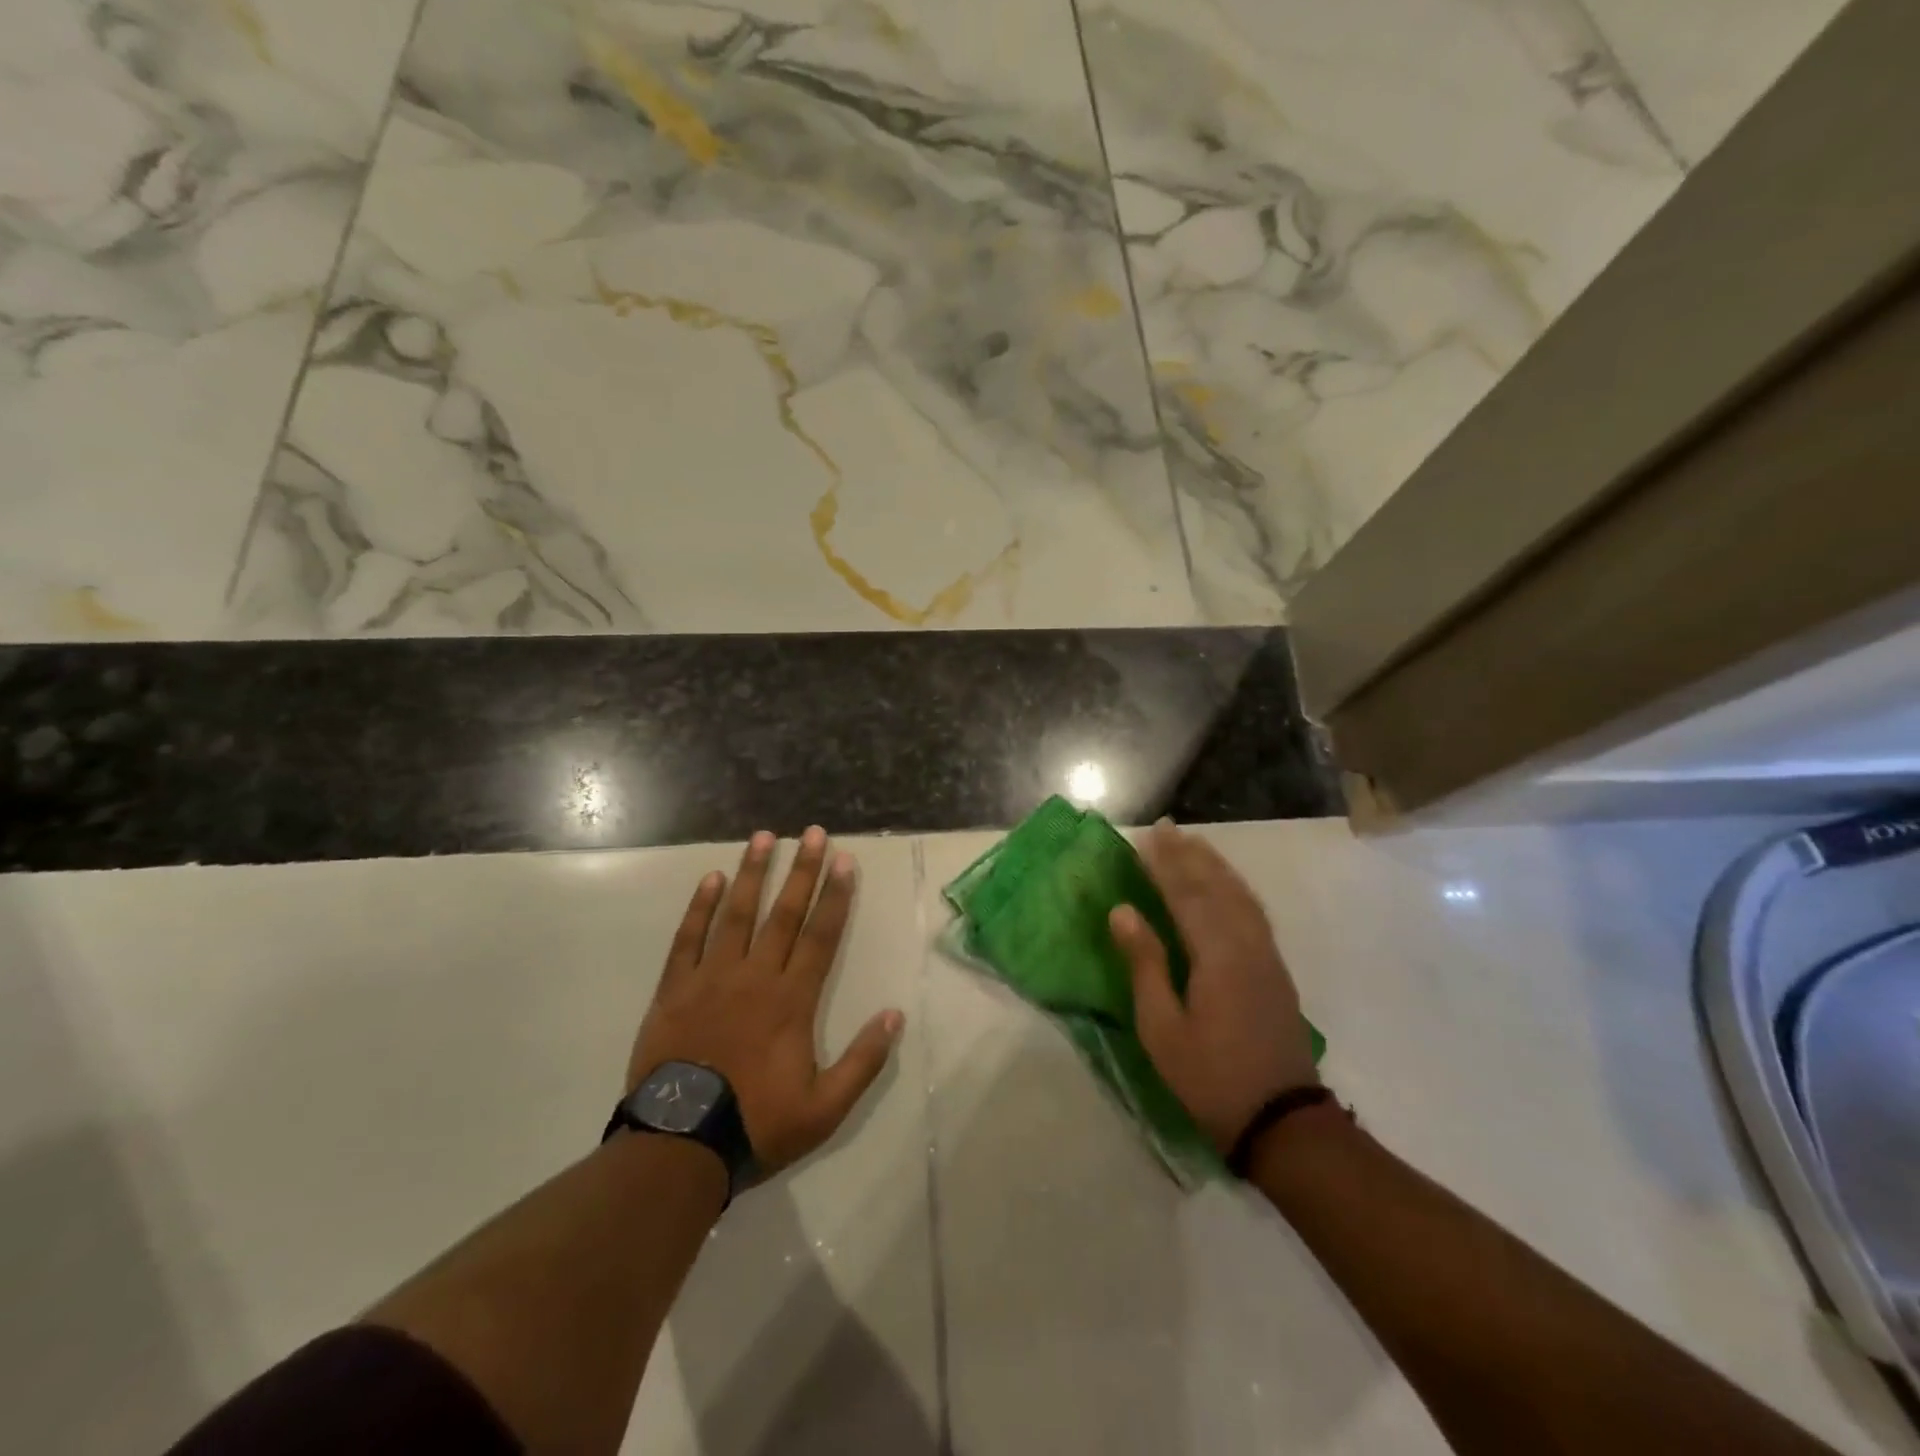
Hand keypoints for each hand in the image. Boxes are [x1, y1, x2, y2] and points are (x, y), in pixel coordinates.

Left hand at [628, 827, 904, 1174]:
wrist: (679, 1146)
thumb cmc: (756, 1124)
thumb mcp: (825, 1108)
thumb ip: (863, 1061)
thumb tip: (894, 1016)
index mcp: (792, 1000)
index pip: (821, 935)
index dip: (836, 896)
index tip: (845, 860)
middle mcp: (756, 976)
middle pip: (784, 913)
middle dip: (802, 870)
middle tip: (813, 833)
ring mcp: (711, 978)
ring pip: (737, 914)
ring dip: (753, 873)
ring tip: (763, 838)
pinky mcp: (675, 989)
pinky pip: (688, 939)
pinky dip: (700, 907)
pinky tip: (712, 879)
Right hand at [1109, 820, 1318, 1154]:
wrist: (1283, 1121)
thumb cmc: (1210, 1077)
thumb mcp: (1162, 1027)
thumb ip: (1145, 963)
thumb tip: (1121, 910)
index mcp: (1215, 955)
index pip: (1185, 895)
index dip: (1164, 864)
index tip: (1146, 837)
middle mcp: (1245, 944)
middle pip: (1215, 887)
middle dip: (1189, 855)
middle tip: (1167, 828)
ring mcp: (1266, 956)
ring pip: (1240, 897)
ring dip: (1216, 866)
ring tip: (1195, 844)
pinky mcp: (1276, 970)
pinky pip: (1254, 913)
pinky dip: (1237, 889)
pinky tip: (1228, 887)